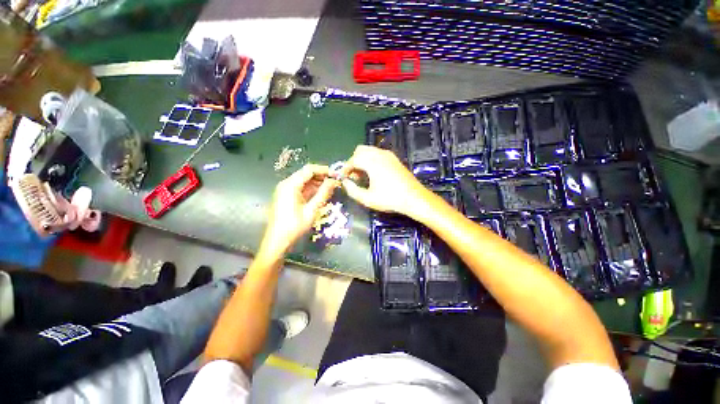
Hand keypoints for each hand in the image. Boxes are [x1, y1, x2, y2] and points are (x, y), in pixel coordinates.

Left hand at [260, 164, 337, 257]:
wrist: (277, 241)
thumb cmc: (294, 226)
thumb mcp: (311, 210)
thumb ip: (323, 193)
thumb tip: (334, 181)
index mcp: (290, 185)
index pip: (309, 170)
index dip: (324, 170)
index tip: (336, 174)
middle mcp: (287, 184)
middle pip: (307, 174)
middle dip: (322, 176)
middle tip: (336, 182)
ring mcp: (286, 190)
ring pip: (305, 181)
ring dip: (318, 183)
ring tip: (332, 188)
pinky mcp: (287, 197)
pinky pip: (301, 188)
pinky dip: (312, 190)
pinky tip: (322, 194)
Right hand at [341, 145, 430, 216]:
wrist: (414, 198)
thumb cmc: (390, 199)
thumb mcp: (368, 199)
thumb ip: (352, 191)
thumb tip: (345, 183)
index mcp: (372, 162)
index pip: (353, 160)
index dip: (345, 168)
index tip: (343, 178)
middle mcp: (379, 154)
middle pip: (360, 150)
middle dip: (354, 161)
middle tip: (354, 176)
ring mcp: (389, 155)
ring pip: (370, 151)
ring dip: (362, 160)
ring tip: (364, 176)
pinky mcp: (395, 159)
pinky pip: (378, 154)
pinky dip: (372, 159)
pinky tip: (375, 173)